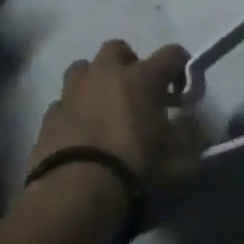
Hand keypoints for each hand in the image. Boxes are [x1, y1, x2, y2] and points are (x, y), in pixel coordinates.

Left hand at [26, 40, 200, 190]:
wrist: (74, 193)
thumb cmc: (133, 169)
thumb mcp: (176, 161)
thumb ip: (188, 142)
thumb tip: (194, 135)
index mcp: (141, 78)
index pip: (172, 53)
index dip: (181, 68)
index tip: (182, 94)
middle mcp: (106, 74)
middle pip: (117, 49)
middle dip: (128, 65)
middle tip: (137, 93)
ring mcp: (73, 92)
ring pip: (83, 68)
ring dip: (95, 81)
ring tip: (103, 107)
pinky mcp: (49, 116)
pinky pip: (63, 102)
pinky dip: (73, 111)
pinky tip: (80, 134)